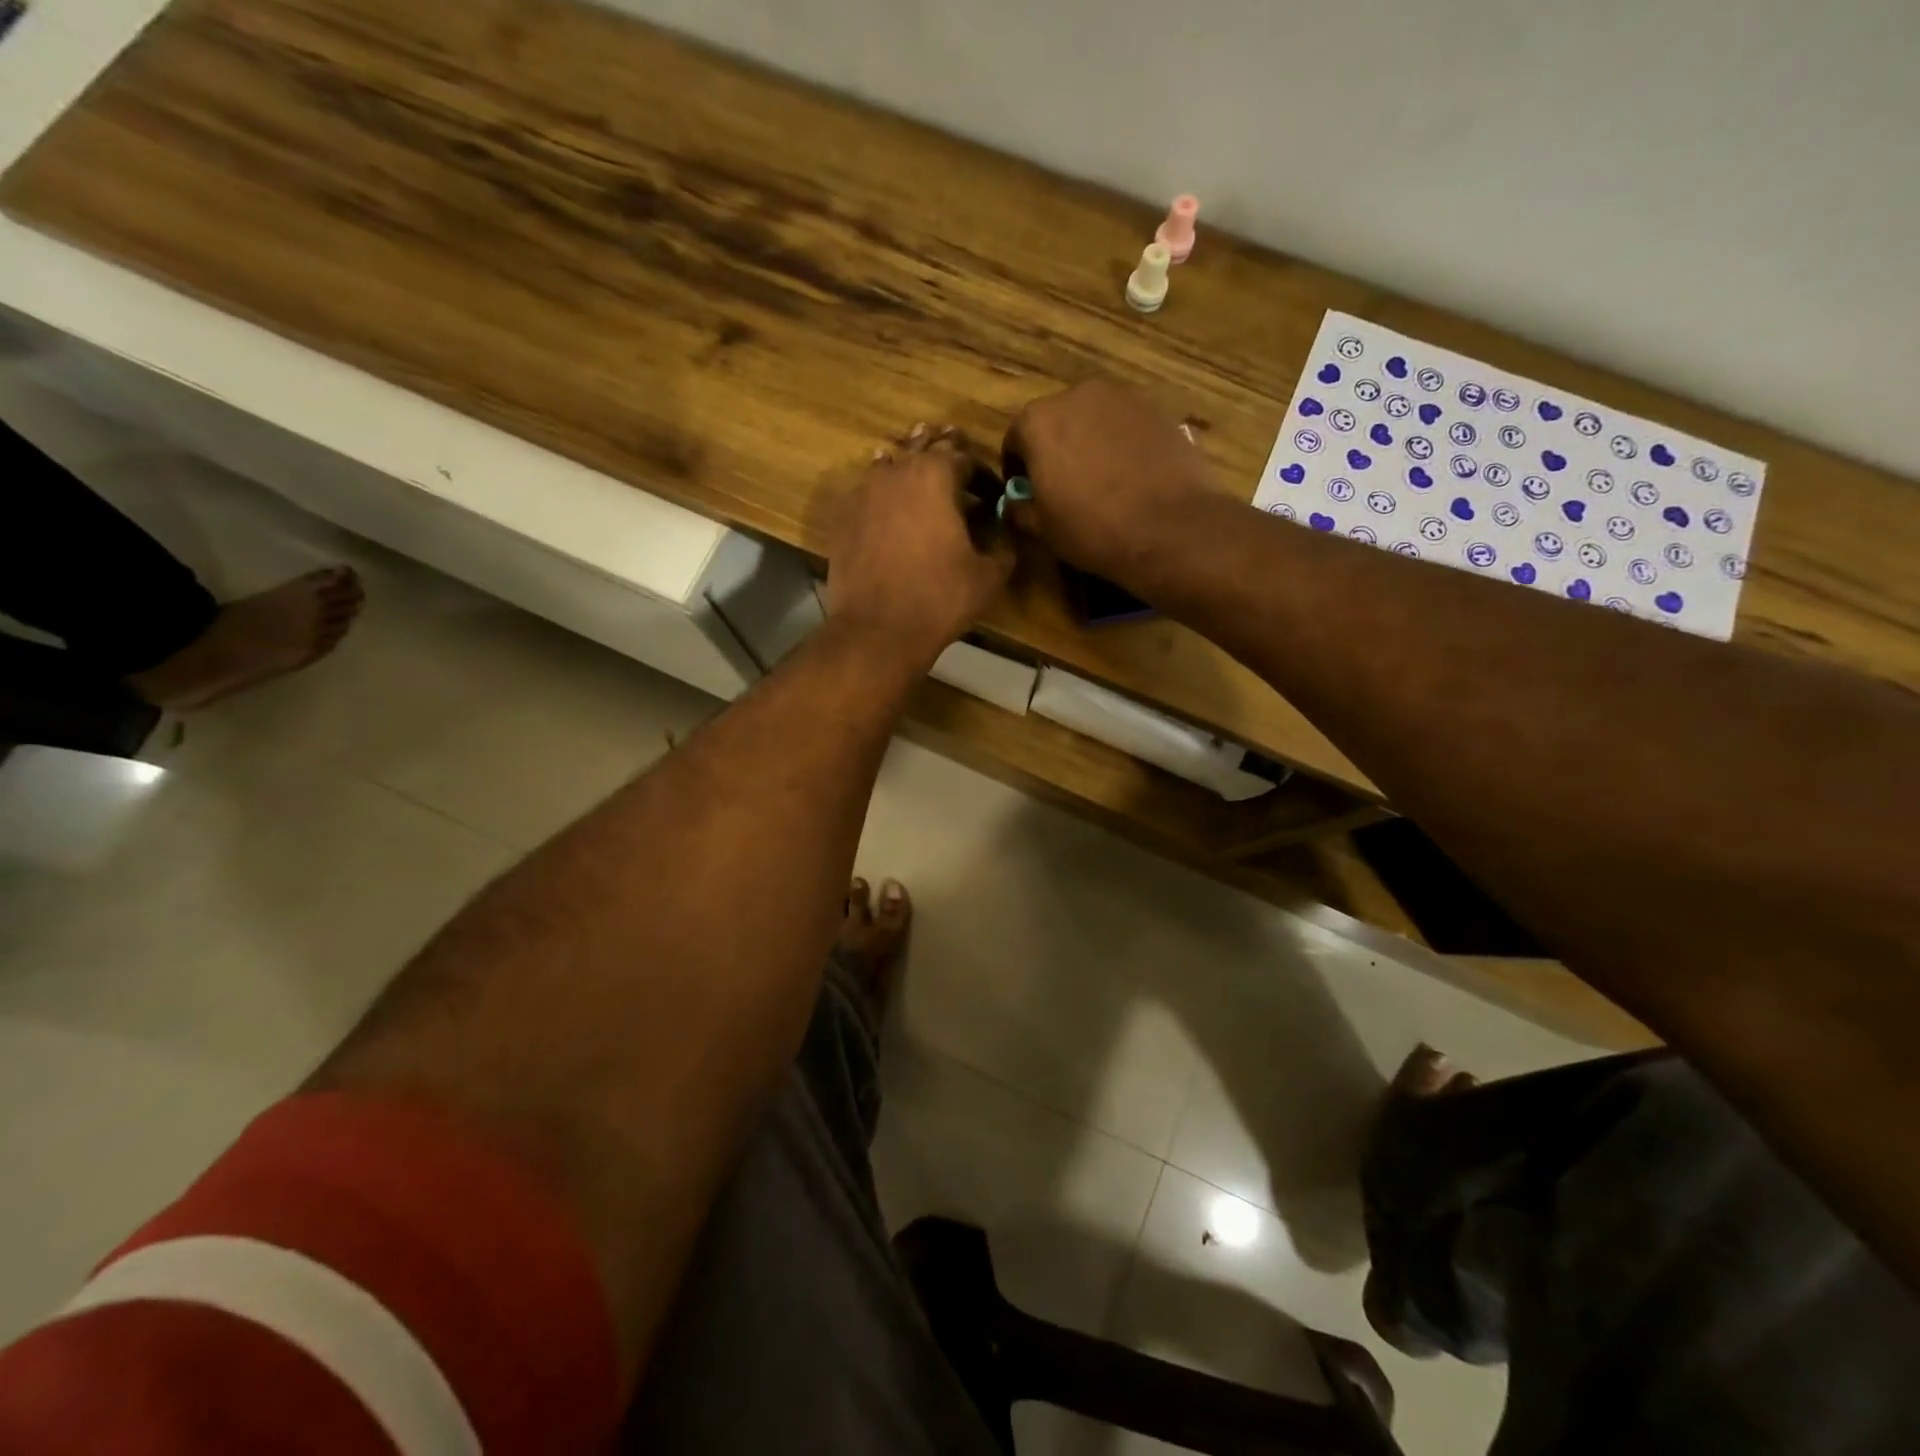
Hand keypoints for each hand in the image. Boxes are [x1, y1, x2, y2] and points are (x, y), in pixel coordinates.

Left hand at [826, 424, 1013, 672]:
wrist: (877, 630)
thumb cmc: (939, 599)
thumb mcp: (989, 576)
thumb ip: (1004, 545)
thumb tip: (1005, 532)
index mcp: (936, 475)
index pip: (965, 457)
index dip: (983, 474)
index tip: (992, 494)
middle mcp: (896, 471)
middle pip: (923, 449)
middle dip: (943, 455)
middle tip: (956, 466)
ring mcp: (863, 492)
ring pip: (890, 466)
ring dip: (909, 468)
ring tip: (920, 478)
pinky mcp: (842, 517)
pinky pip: (867, 493)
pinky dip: (882, 495)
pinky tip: (888, 509)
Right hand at [1004, 380, 1211, 583]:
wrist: (1168, 527)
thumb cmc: (1092, 528)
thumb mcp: (1043, 529)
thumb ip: (1020, 509)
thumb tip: (1015, 504)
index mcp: (1038, 421)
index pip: (1015, 439)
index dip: (1017, 468)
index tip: (1026, 493)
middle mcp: (1077, 395)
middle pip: (1056, 421)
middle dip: (1055, 448)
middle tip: (1064, 485)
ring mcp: (1121, 397)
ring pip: (1093, 419)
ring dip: (1089, 442)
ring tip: (1100, 480)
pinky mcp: (1157, 409)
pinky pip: (1126, 425)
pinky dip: (1122, 442)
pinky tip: (1131, 475)